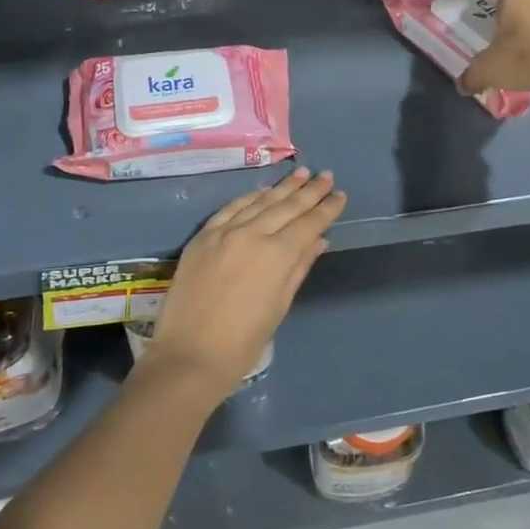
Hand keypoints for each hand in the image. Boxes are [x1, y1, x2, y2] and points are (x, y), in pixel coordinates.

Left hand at [148, 168, 346, 401]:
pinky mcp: (203, 236)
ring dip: (282, 187)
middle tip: (326, 175)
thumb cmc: (243, 342)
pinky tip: (262, 190)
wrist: (189, 355)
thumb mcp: (280, 305)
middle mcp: (252, 233)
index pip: (309, 223)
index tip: (340, 194)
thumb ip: (299, 267)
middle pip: (286, 206)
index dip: (326, 208)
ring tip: (301, 173)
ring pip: (259, 201)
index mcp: (277, 254)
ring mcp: (224, 231)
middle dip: (309, 191)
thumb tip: (318, 240)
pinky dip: (250, 197)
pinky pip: (231, 208)